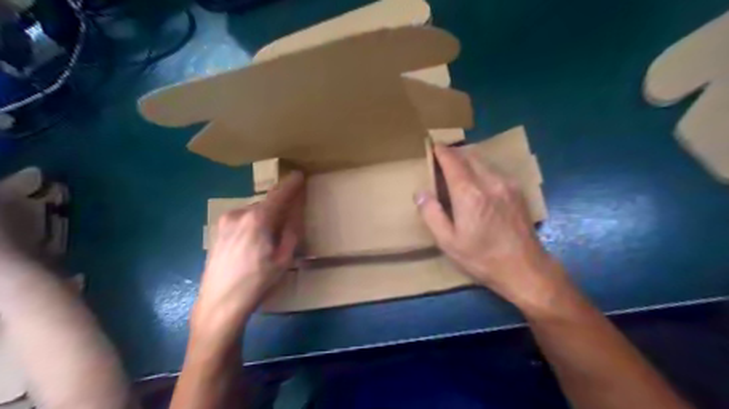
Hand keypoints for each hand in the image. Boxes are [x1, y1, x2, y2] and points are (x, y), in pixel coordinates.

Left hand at [191, 171, 303, 334]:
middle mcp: (239, 214)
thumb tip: (294, 214)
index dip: (291, 184)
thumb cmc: (257, 283)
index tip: (299, 175)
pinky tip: (255, 241)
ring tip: (271, 236)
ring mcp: (225, 222)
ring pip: (253, 211)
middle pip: (266, 203)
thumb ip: (291, 232)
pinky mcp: (218, 231)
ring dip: (266, 216)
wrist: (220, 303)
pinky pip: (242, 219)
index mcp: (258, 219)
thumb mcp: (283, 259)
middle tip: (290, 219)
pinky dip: (253, 222)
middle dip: (279, 206)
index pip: (279, 194)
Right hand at [415, 146, 561, 308]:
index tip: (433, 146)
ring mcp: (507, 184)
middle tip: (441, 158)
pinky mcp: (517, 190)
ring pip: (483, 161)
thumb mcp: (448, 242)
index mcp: (469, 193)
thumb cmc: (481, 258)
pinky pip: (495, 169)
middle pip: (469, 156)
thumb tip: (420, 193)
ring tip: (457, 168)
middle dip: (454, 153)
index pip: (453, 161)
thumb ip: (431, 214)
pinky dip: (481, 168)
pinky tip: (477, 180)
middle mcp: (490, 181)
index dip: (441, 152)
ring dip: (468, 159)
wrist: (525, 269)